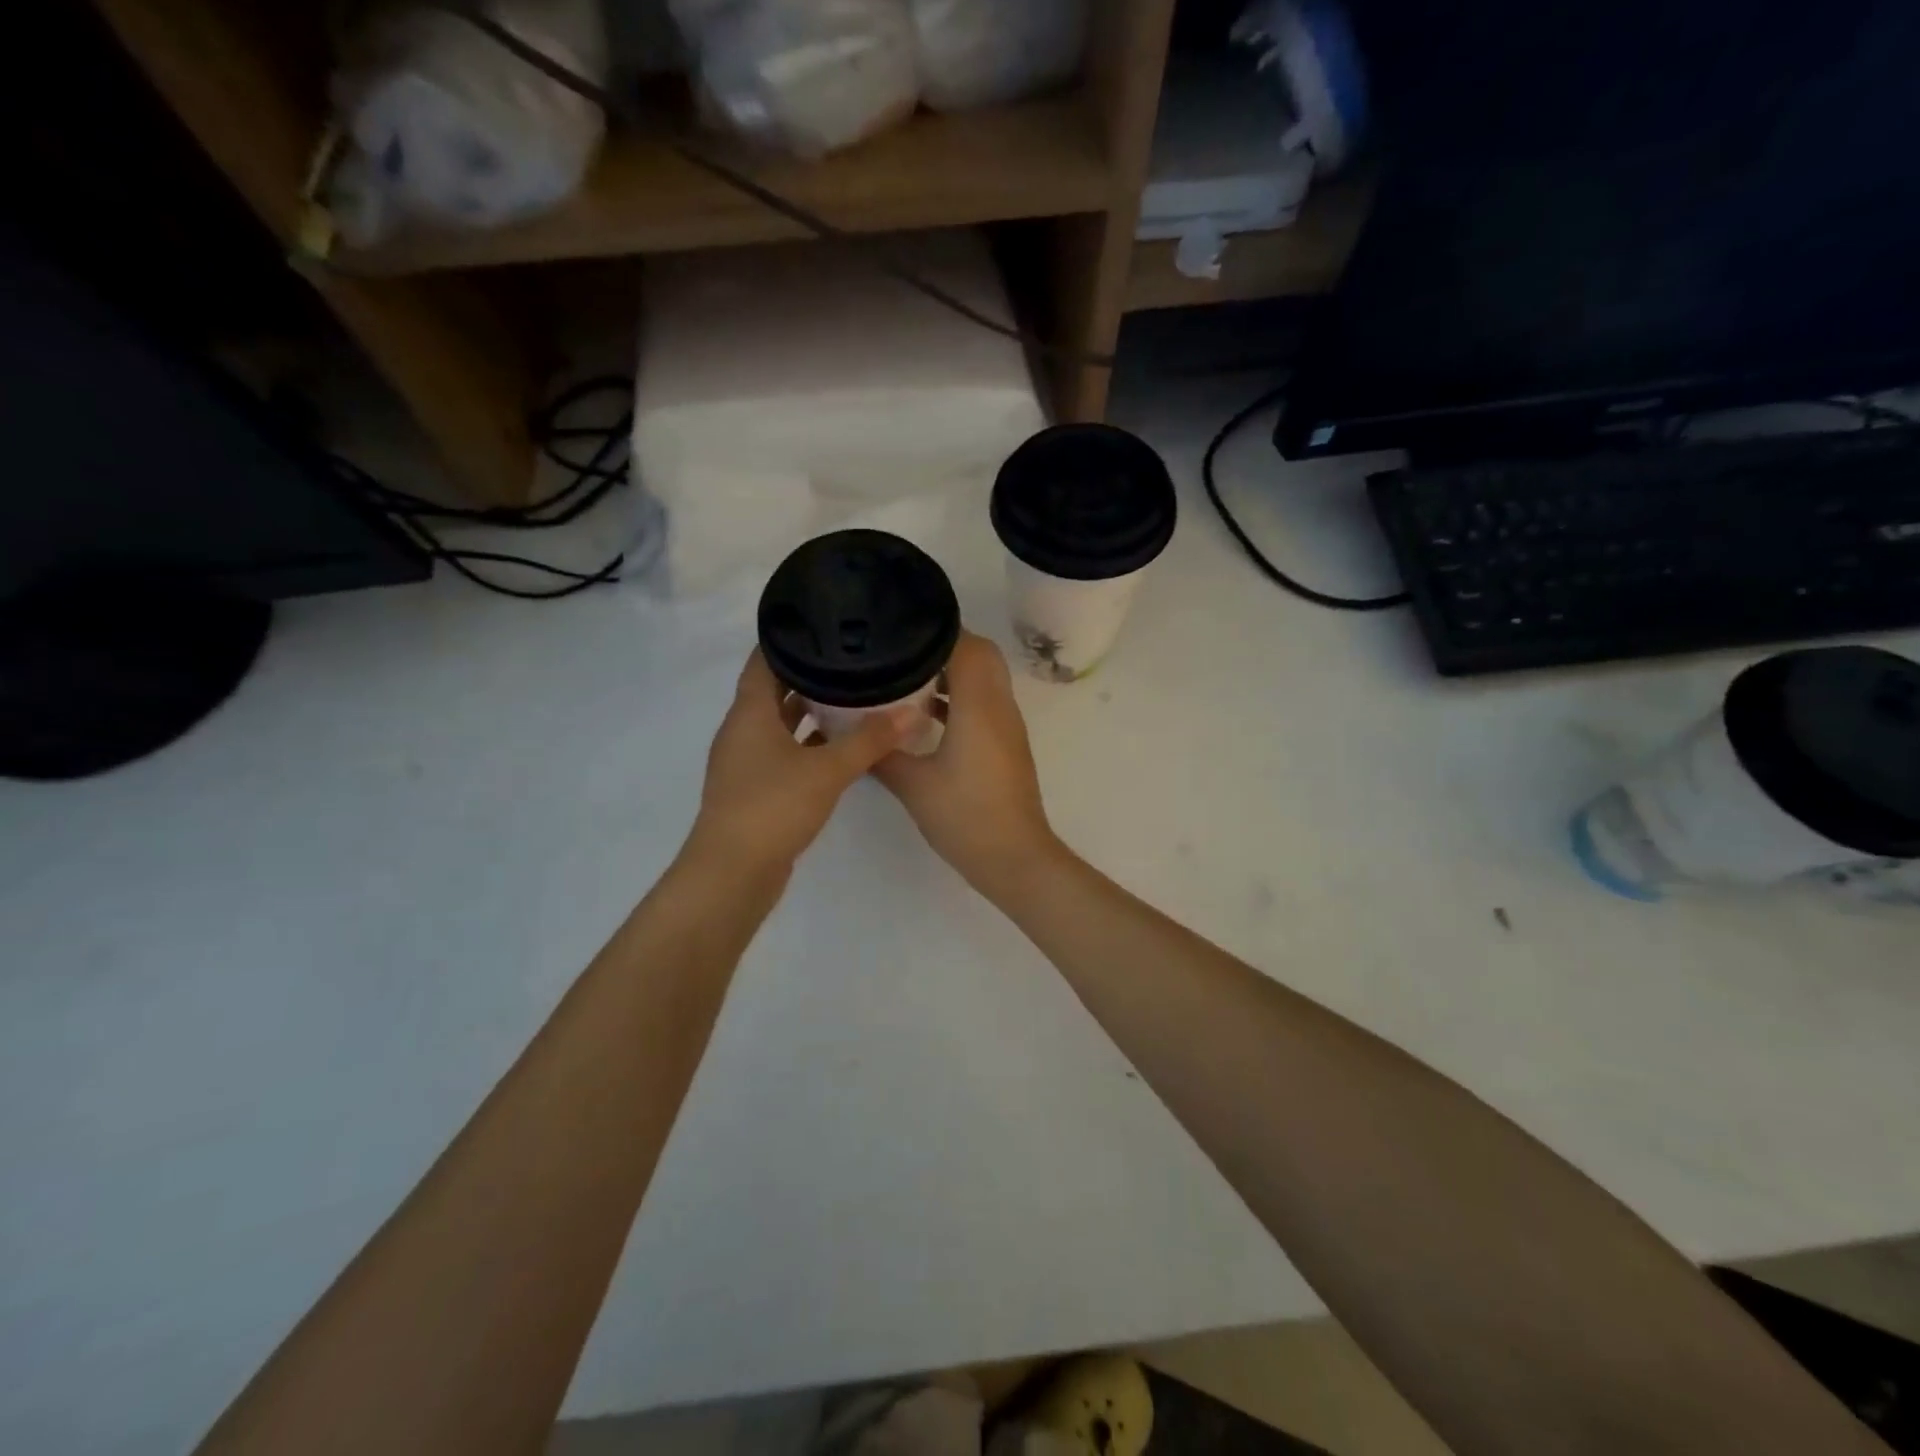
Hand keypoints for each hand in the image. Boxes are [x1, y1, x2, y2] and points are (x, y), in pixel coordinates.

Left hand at [689, 650, 908, 873]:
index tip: (822, 621)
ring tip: (852, 694)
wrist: (733, 872)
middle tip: (849, 656)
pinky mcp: (756, 789)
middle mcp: (742, 731)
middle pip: (773, 690)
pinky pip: (783, 752)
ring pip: (779, 723)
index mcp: (749, 713)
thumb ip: (870, 740)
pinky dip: (807, 743)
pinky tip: (840, 745)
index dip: (788, 638)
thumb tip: (912, 711)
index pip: (763, 660)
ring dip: (809, 710)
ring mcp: (746, 762)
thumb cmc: (773, 807)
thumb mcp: (828, 770)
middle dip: (807, 673)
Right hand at [874, 631, 1059, 896]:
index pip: (967, 645)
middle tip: (903, 649)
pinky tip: (926, 715)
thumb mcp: (913, 785)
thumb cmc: (965, 816)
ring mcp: (1008, 726)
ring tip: (908, 675)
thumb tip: (851, 731)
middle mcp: (1000, 706)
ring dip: (954, 671)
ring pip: (986, 678)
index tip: (900, 627)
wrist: (1013, 857)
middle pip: (982, 654)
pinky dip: (961, 697)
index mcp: (979, 706)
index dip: (936, 630)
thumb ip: (882, 753)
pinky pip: (986, 703)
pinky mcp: (1007, 745)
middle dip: (946, 645)